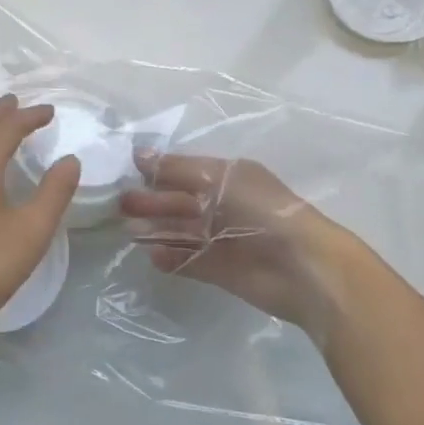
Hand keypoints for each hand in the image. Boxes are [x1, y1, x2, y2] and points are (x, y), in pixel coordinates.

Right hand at [119, 151, 362, 342]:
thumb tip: (138, 154)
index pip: (185, 170)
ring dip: (156, 230)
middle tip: (121, 204)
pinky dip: (170, 258)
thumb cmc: (262, 210)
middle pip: (180, 201)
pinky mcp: (220, 270)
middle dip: (152, 201)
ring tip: (128, 231)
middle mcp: (224, 205)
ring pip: (181, 231)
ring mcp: (222, 239)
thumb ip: (176, 168)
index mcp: (229, 177)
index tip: (126, 171)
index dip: (158, 170)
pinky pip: (188, 260)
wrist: (302, 266)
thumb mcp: (219, 178)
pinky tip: (152, 256)